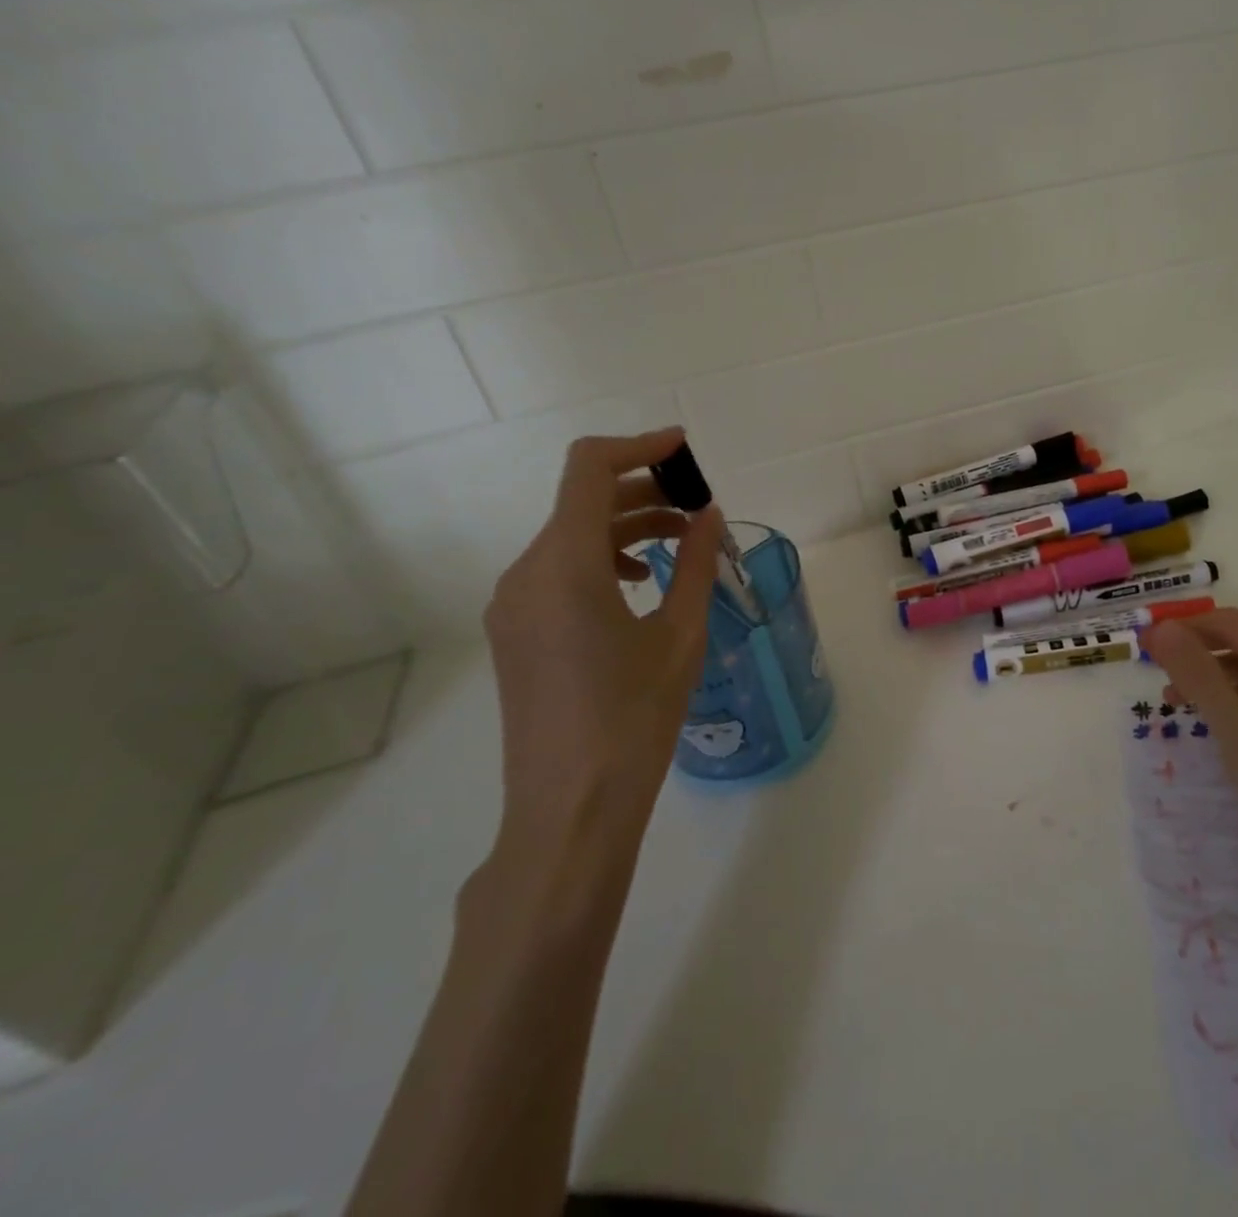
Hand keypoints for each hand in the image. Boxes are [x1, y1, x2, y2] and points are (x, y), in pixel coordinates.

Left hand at [483, 429, 723, 862]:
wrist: (571, 808)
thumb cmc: (635, 718)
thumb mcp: (679, 635)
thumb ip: (694, 563)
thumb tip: (709, 515)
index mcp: (563, 565)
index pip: (589, 469)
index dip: (638, 446)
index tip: (685, 450)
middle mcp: (525, 573)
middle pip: (582, 502)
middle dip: (643, 492)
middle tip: (699, 509)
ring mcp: (512, 605)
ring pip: (571, 538)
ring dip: (626, 528)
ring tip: (681, 547)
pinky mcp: (515, 633)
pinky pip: (559, 572)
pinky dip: (603, 560)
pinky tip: (641, 586)